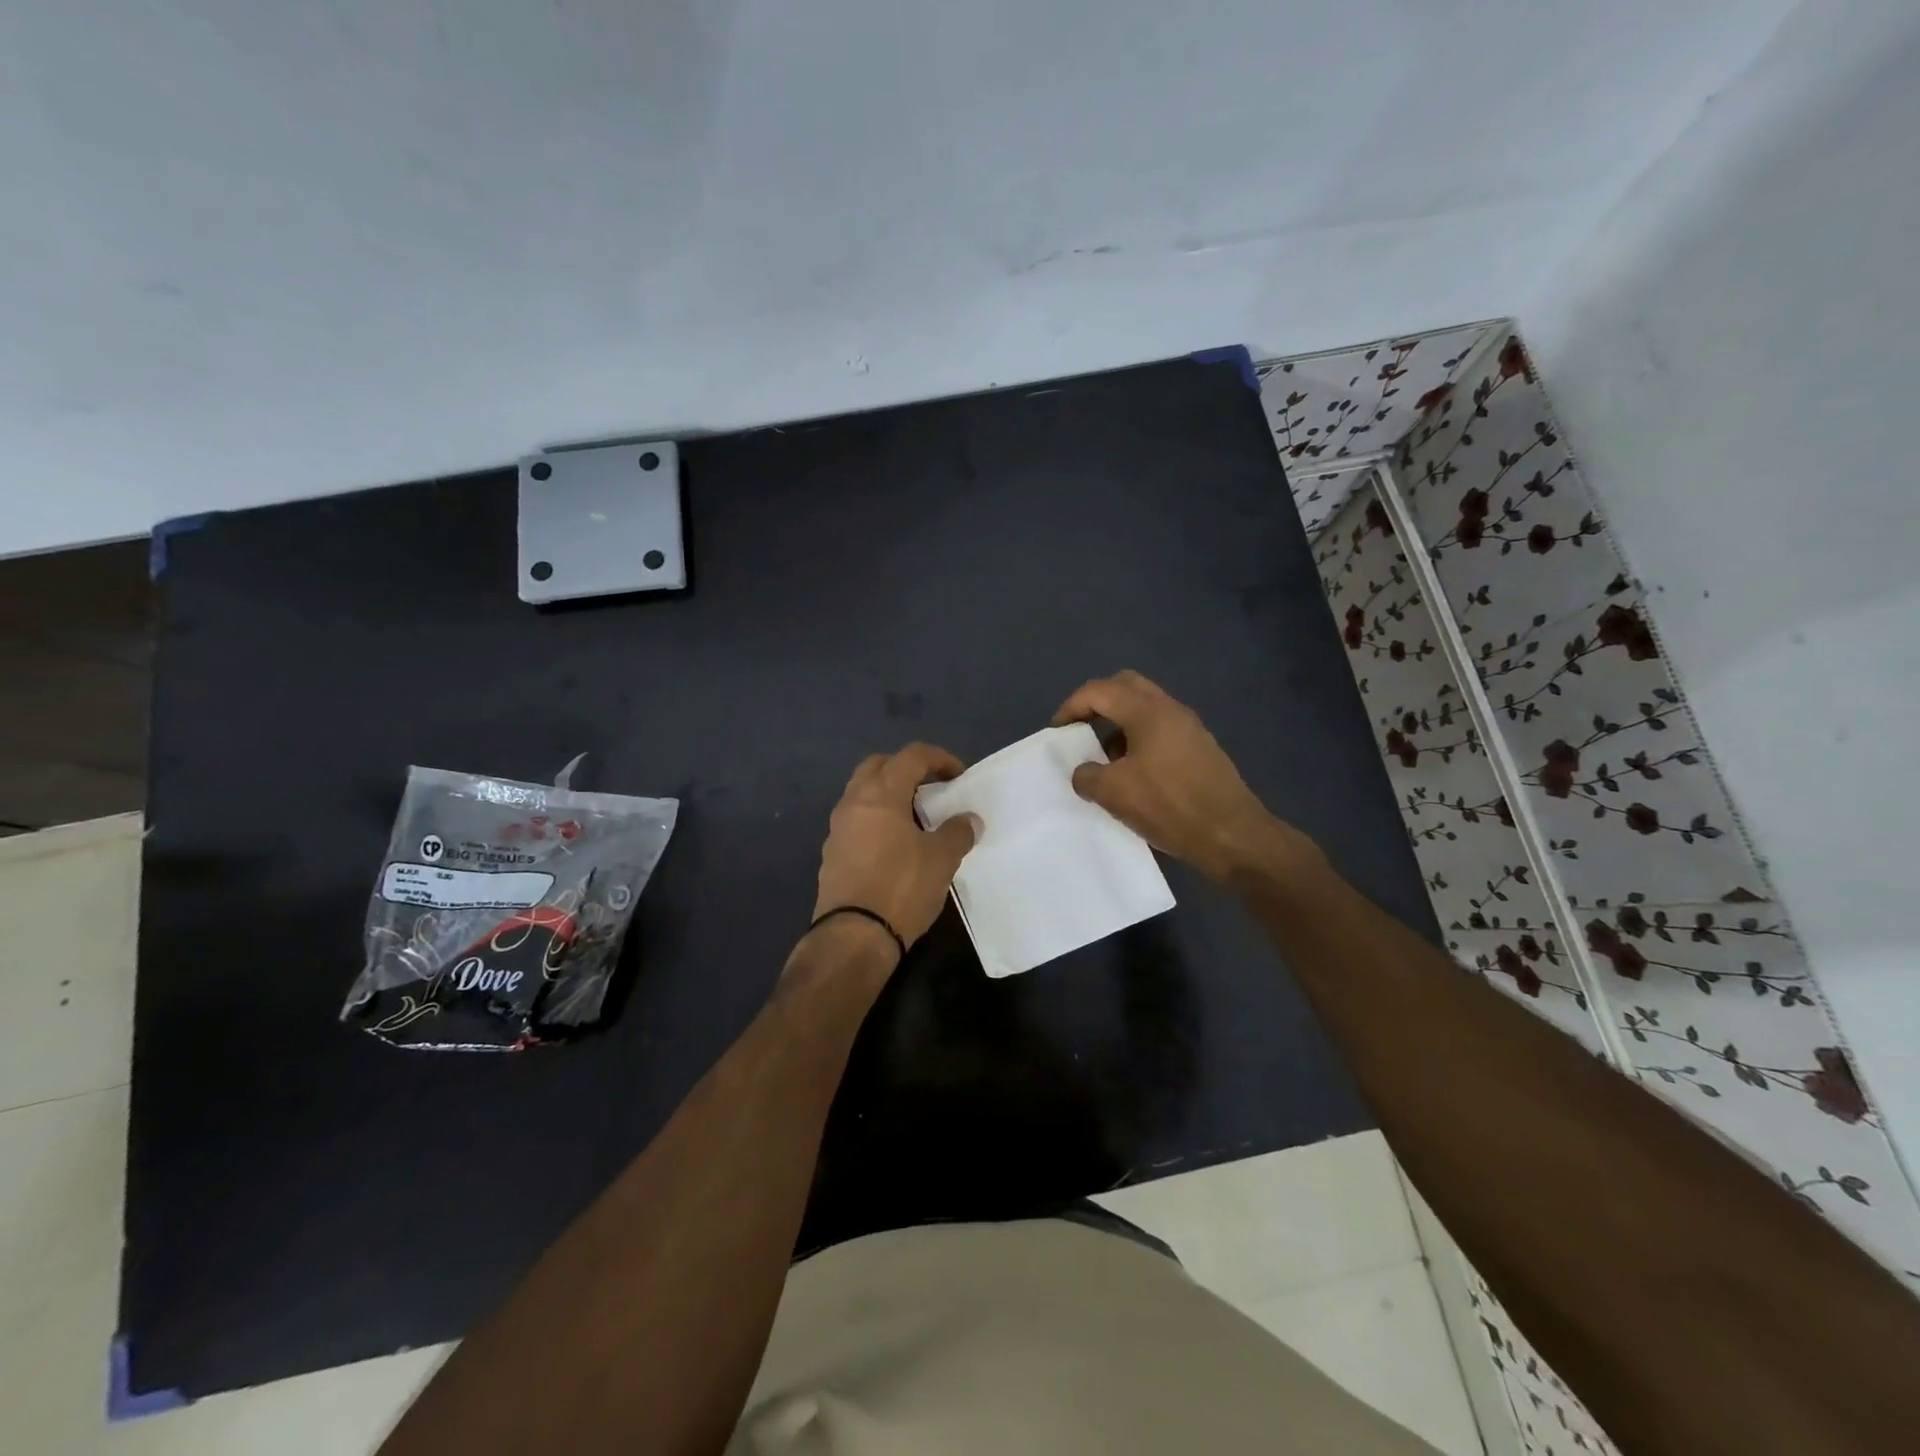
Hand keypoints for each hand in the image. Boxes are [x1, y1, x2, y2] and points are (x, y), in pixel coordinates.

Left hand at [811, 743, 980, 955]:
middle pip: (878, 766)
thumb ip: (957, 832)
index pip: (911, 756)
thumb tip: (969, 820)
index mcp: (881, 794)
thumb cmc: (901, 887)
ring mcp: (838, 828)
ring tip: (916, 819)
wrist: (854, 936)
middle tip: (931, 789)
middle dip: (906, 769)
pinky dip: (876, 820)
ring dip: (889, 795)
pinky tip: (895, 846)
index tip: (958, 777)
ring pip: (862, 793)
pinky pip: (856, 821)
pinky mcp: (832, 854)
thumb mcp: (942, 859)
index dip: (939, 759)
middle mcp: (853, 802)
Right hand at [1052, 671, 1309, 882]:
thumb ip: (1087, 776)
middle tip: (1078, 728)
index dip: (1071, 706)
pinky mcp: (1200, 749)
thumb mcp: (1114, 793)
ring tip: (1102, 757)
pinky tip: (1132, 773)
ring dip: (1118, 723)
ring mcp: (1190, 728)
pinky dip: (1138, 739)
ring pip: (1145, 709)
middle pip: (1126, 687)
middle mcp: (1171, 710)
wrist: (1232, 835)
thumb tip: (1084, 772)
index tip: (1056, 731)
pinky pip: (1160, 730)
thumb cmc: (1170, 806)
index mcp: (1148, 712)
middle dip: (1096, 703)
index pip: (1099, 691)